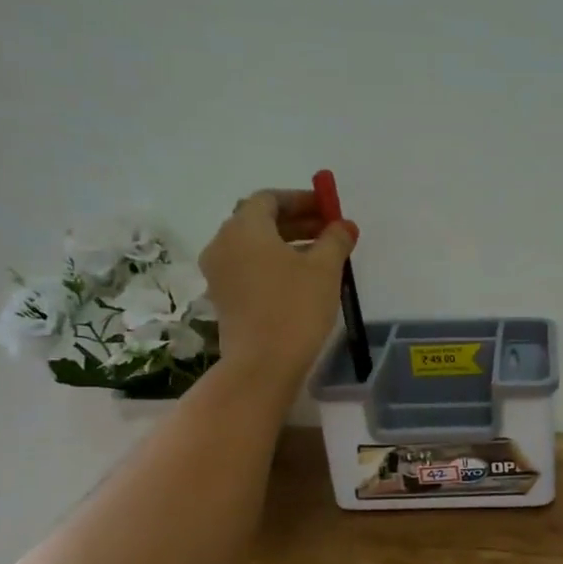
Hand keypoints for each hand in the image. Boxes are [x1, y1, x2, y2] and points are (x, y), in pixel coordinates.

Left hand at [199, 189, 356, 386]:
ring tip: (321, 257)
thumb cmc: (295, 308)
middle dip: (296, 221)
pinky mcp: (224, 298)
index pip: (269, 199)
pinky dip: (273, 264)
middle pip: (259, 220)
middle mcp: (223, 243)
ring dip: (286, 244)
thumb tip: (343, 225)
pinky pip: (249, 268)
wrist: (263, 364)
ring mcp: (219, 273)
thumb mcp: (325, 269)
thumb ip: (335, 239)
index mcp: (244, 228)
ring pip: (253, 246)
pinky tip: (300, 280)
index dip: (301, 199)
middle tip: (329, 231)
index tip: (328, 209)